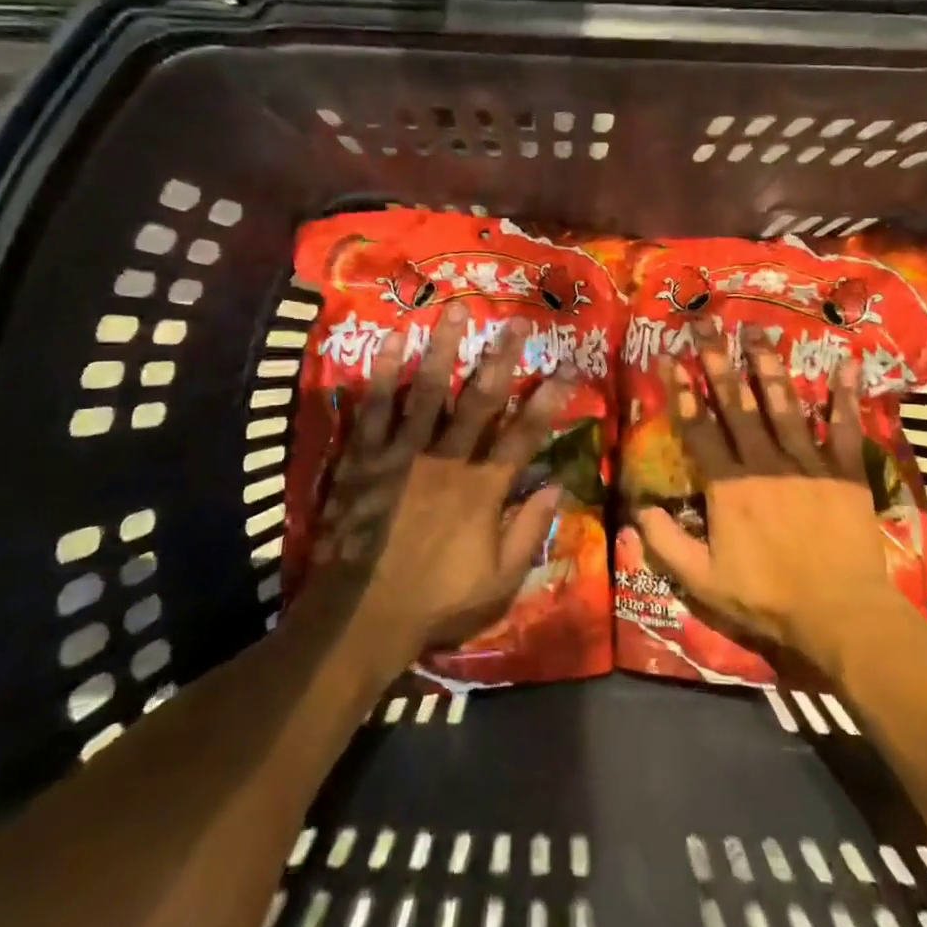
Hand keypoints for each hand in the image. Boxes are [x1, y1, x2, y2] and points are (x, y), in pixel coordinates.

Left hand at [312, 302, 575, 669]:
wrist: (360, 615)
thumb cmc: (435, 600)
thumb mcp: (499, 582)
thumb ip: (529, 531)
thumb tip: (557, 486)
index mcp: (482, 490)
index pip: (522, 437)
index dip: (547, 403)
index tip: (566, 370)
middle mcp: (446, 461)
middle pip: (479, 401)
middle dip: (501, 359)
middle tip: (516, 321)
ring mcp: (402, 455)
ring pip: (427, 392)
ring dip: (444, 349)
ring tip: (456, 310)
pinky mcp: (365, 457)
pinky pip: (375, 409)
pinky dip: (383, 374)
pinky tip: (394, 340)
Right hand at [632, 322, 919, 676]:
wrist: (840, 613)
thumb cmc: (768, 597)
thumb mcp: (703, 581)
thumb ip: (666, 543)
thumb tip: (637, 509)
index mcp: (729, 485)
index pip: (699, 429)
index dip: (683, 393)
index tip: (672, 358)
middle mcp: (764, 462)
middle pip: (736, 403)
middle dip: (718, 361)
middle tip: (707, 324)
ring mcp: (807, 462)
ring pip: (783, 403)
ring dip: (768, 364)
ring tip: (757, 331)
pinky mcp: (843, 470)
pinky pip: (844, 426)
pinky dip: (845, 395)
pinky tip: (847, 363)